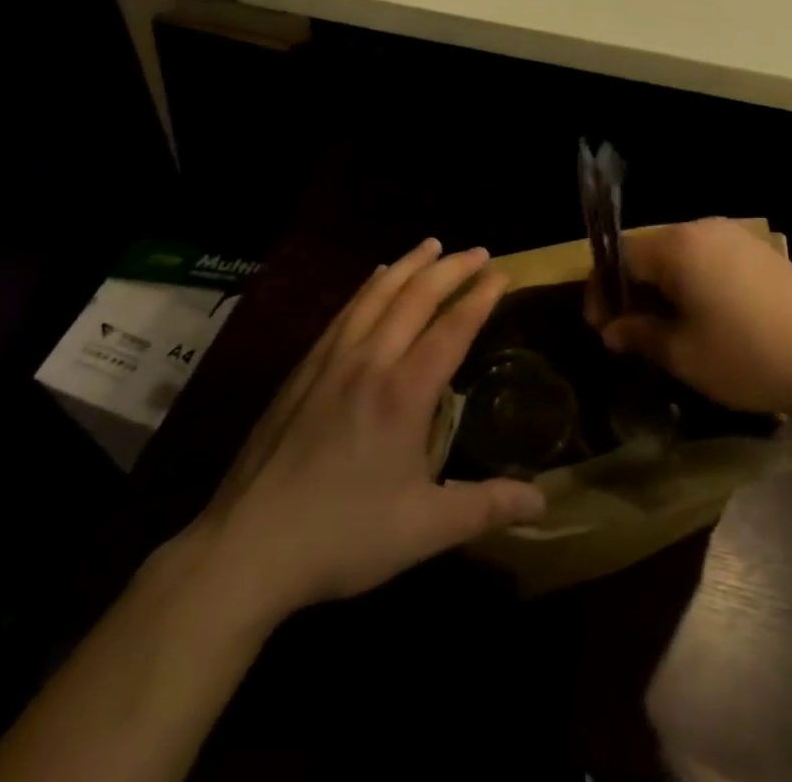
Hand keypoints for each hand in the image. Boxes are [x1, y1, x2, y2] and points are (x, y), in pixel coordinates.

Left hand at [192, 239, 544, 619]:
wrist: (247, 547)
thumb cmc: (343, 536)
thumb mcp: (424, 528)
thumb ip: (487, 507)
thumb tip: (544, 502)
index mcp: (404, 393)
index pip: (452, 329)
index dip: (480, 297)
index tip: (501, 273)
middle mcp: (370, 362)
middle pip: (416, 298)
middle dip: (451, 269)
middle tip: (478, 251)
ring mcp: (331, 362)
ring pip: (376, 296)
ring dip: (409, 265)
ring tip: (431, 245)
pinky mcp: (302, 371)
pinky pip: (344, 313)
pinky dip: (368, 287)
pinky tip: (374, 280)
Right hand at [585, 219, 791, 413]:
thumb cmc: (749, 357)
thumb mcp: (684, 355)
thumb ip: (639, 335)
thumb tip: (612, 329)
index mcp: (678, 246)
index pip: (620, 256)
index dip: (602, 290)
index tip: (601, 328)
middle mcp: (703, 228)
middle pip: (649, 251)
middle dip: (631, 290)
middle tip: (628, 332)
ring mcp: (735, 235)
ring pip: (679, 255)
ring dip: (661, 288)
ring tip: (663, 329)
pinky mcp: (759, 250)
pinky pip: (708, 258)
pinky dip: (692, 282)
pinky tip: (702, 317)